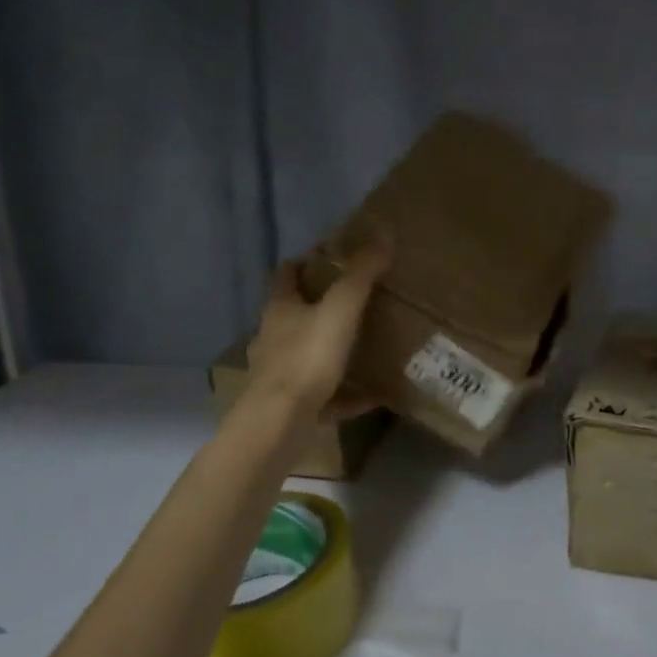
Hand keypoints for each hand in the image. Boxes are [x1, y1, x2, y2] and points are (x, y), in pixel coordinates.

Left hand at [247, 240, 389, 419]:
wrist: (280, 423)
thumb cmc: (307, 357)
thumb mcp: (341, 309)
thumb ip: (361, 274)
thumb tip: (383, 233)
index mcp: (280, 308)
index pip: (286, 274)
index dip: (305, 262)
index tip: (331, 257)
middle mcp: (273, 337)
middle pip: (295, 313)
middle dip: (320, 305)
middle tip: (355, 298)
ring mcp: (279, 373)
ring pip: (307, 353)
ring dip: (330, 348)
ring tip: (364, 344)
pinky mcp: (291, 405)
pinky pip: (324, 394)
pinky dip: (345, 393)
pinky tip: (372, 396)